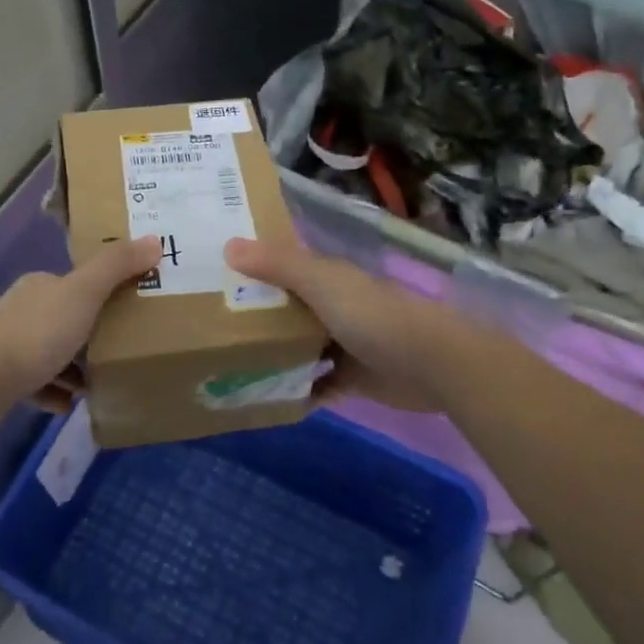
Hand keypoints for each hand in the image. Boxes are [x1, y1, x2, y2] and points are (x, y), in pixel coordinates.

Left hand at [0, 237, 159, 408]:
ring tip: (99, 383)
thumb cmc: (37, 332)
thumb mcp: (84, 293)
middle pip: (66, 319)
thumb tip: (155, 239)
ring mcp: (8, 345)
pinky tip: (71, 404)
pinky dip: (55, 393)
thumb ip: (117, 266)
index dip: (103, 295)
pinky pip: (37, 384)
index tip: (130, 313)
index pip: (77, 284)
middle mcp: (23, 309)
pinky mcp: (2, 379)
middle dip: (92, 336)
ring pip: (51, 353)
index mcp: (41, 285)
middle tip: (121, 352)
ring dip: (75, 369)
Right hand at [224, 237, 461, 414]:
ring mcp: (344, 345)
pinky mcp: (353, 380)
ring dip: (274, 355)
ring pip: (300, 347)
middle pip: (288, 309)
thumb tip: (228, 245)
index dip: (253, 268)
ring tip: (230, 365)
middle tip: (210, 326)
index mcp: (327, 278)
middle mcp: (334, 307)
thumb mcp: (321, 282)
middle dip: (257, 316)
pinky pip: (317, 385)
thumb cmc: (372, 315)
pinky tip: (268, 398)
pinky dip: (298, 390)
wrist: (432, 365)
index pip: (283, 267)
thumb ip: (278, 265)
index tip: (214, 275)